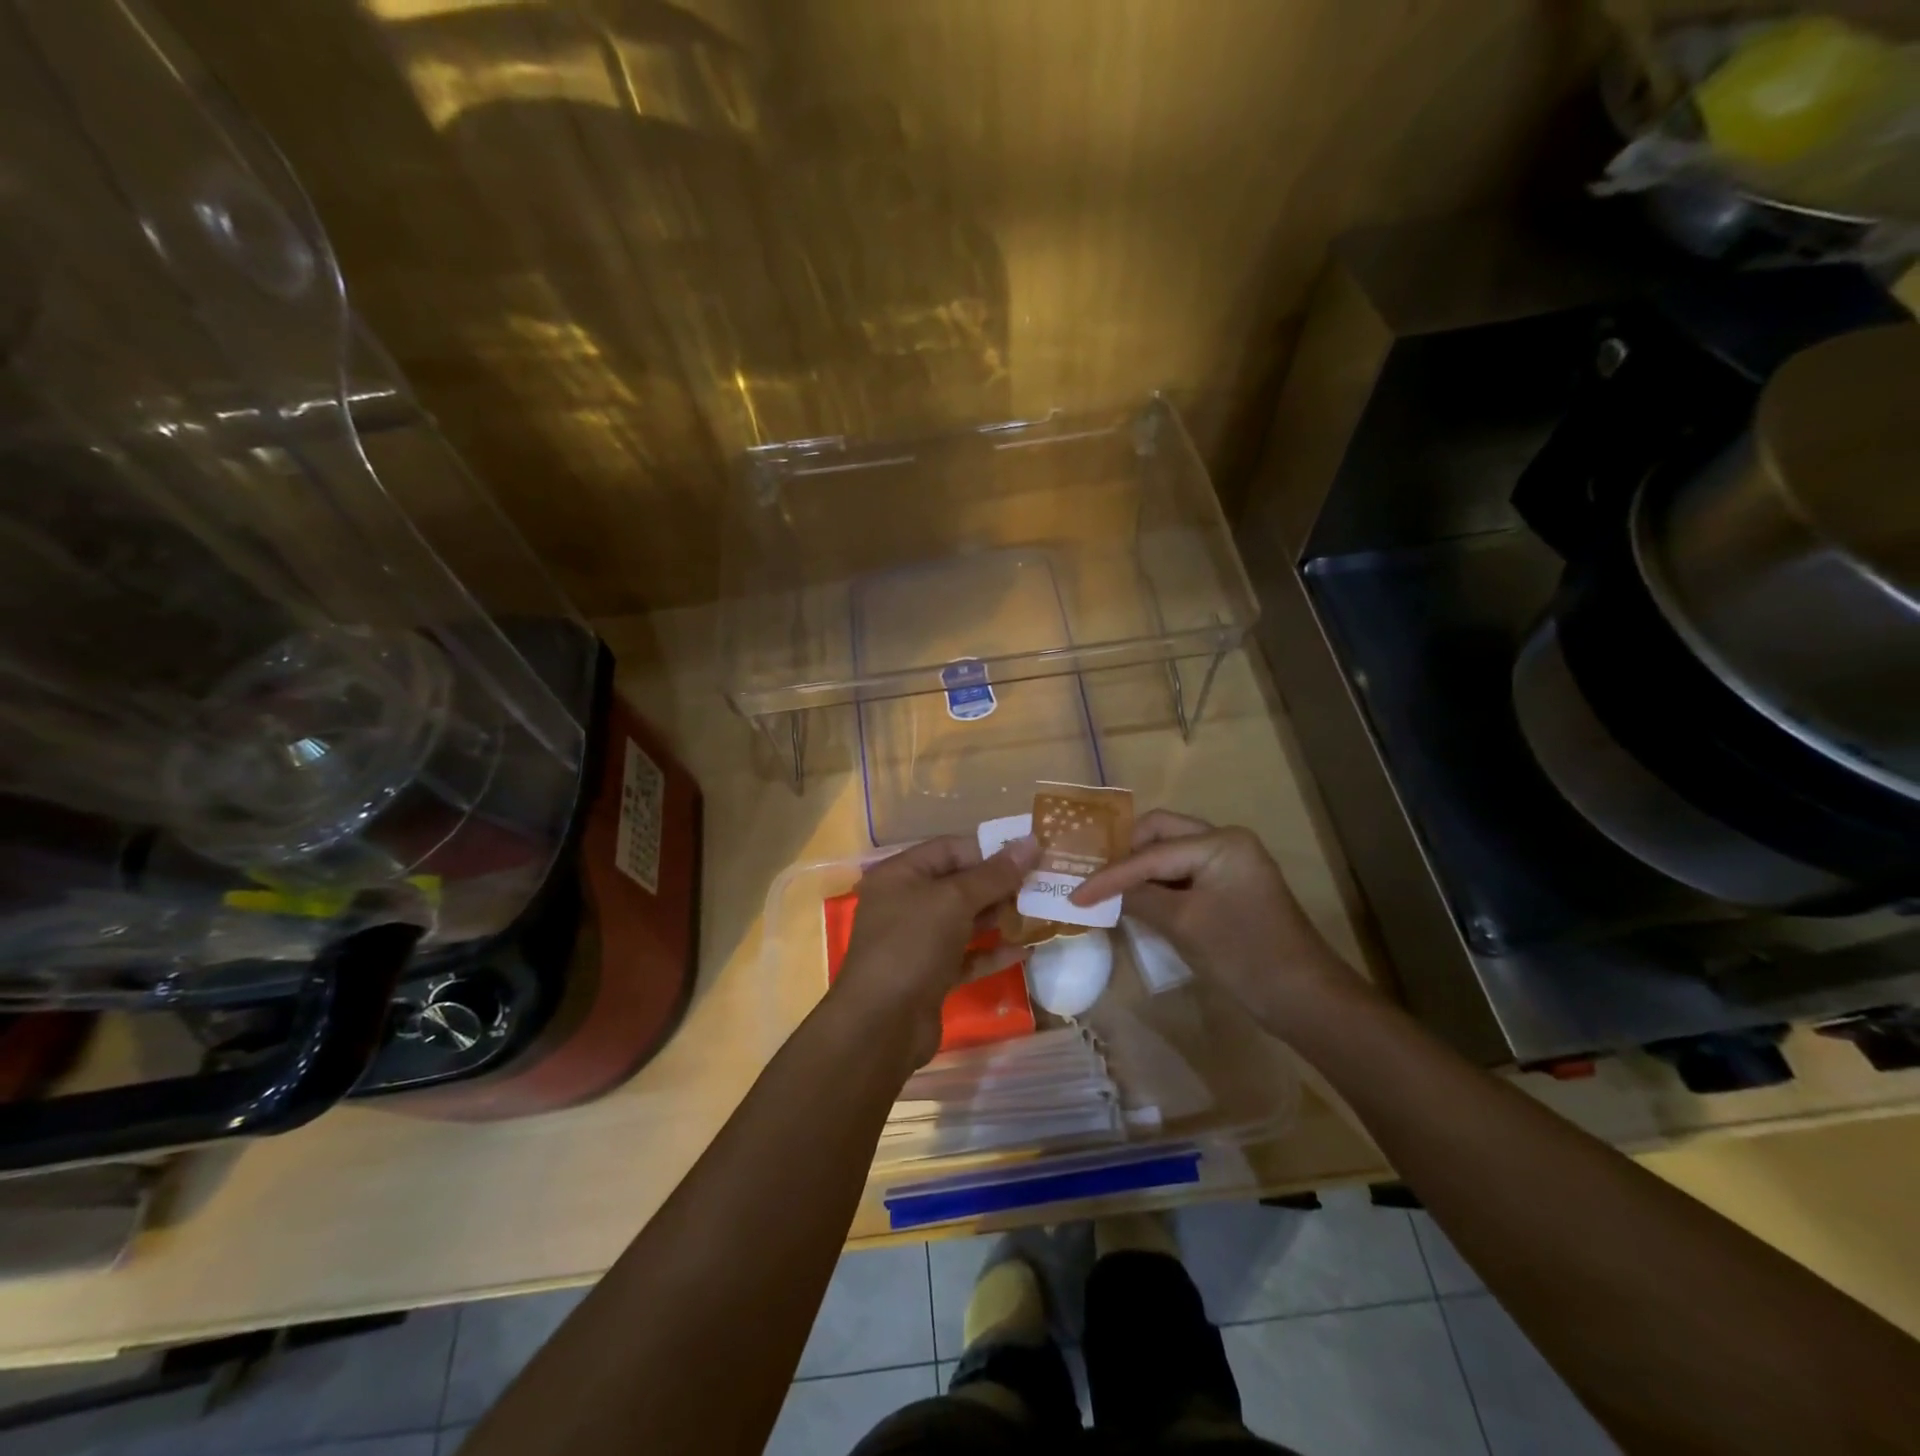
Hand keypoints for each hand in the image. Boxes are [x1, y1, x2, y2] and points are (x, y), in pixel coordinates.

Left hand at [831, 833, 1038, 1069]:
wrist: (882, 1024)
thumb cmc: (912, 945)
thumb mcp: (954, 901)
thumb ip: (994, 874)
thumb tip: (1031, 842)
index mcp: (900, 875)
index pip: (949, 849)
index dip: (988, 850)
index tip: (1029, 855)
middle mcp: (905, 903)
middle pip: (958, 885)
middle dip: (999, 885)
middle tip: (1042, 884)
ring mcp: (917, 941)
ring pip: (964, 921)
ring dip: (1000, 917)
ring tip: (1040, 912)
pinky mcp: (930, 975)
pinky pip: (966, 955)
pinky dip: (992, 952)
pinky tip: (1025, 950)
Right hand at [1069, 810, 1367, 1031]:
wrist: (1305, 999)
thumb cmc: (1244, 955)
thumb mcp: (1184, 925)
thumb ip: (1139, 900)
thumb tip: (1104, 893)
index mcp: (1220, 842)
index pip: (1151, 853)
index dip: (1110, 875)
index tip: (1074, 894)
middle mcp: (1226, 841)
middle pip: (1161, 833)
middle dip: (1125, 853)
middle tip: (1092, 875)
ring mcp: (1231, 863)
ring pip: (1172, 852)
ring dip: (1140, 868)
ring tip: (1106, 886)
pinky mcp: (1231, 887)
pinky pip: (1184, 873)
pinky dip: (1159, 883)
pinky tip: (1136, 899)